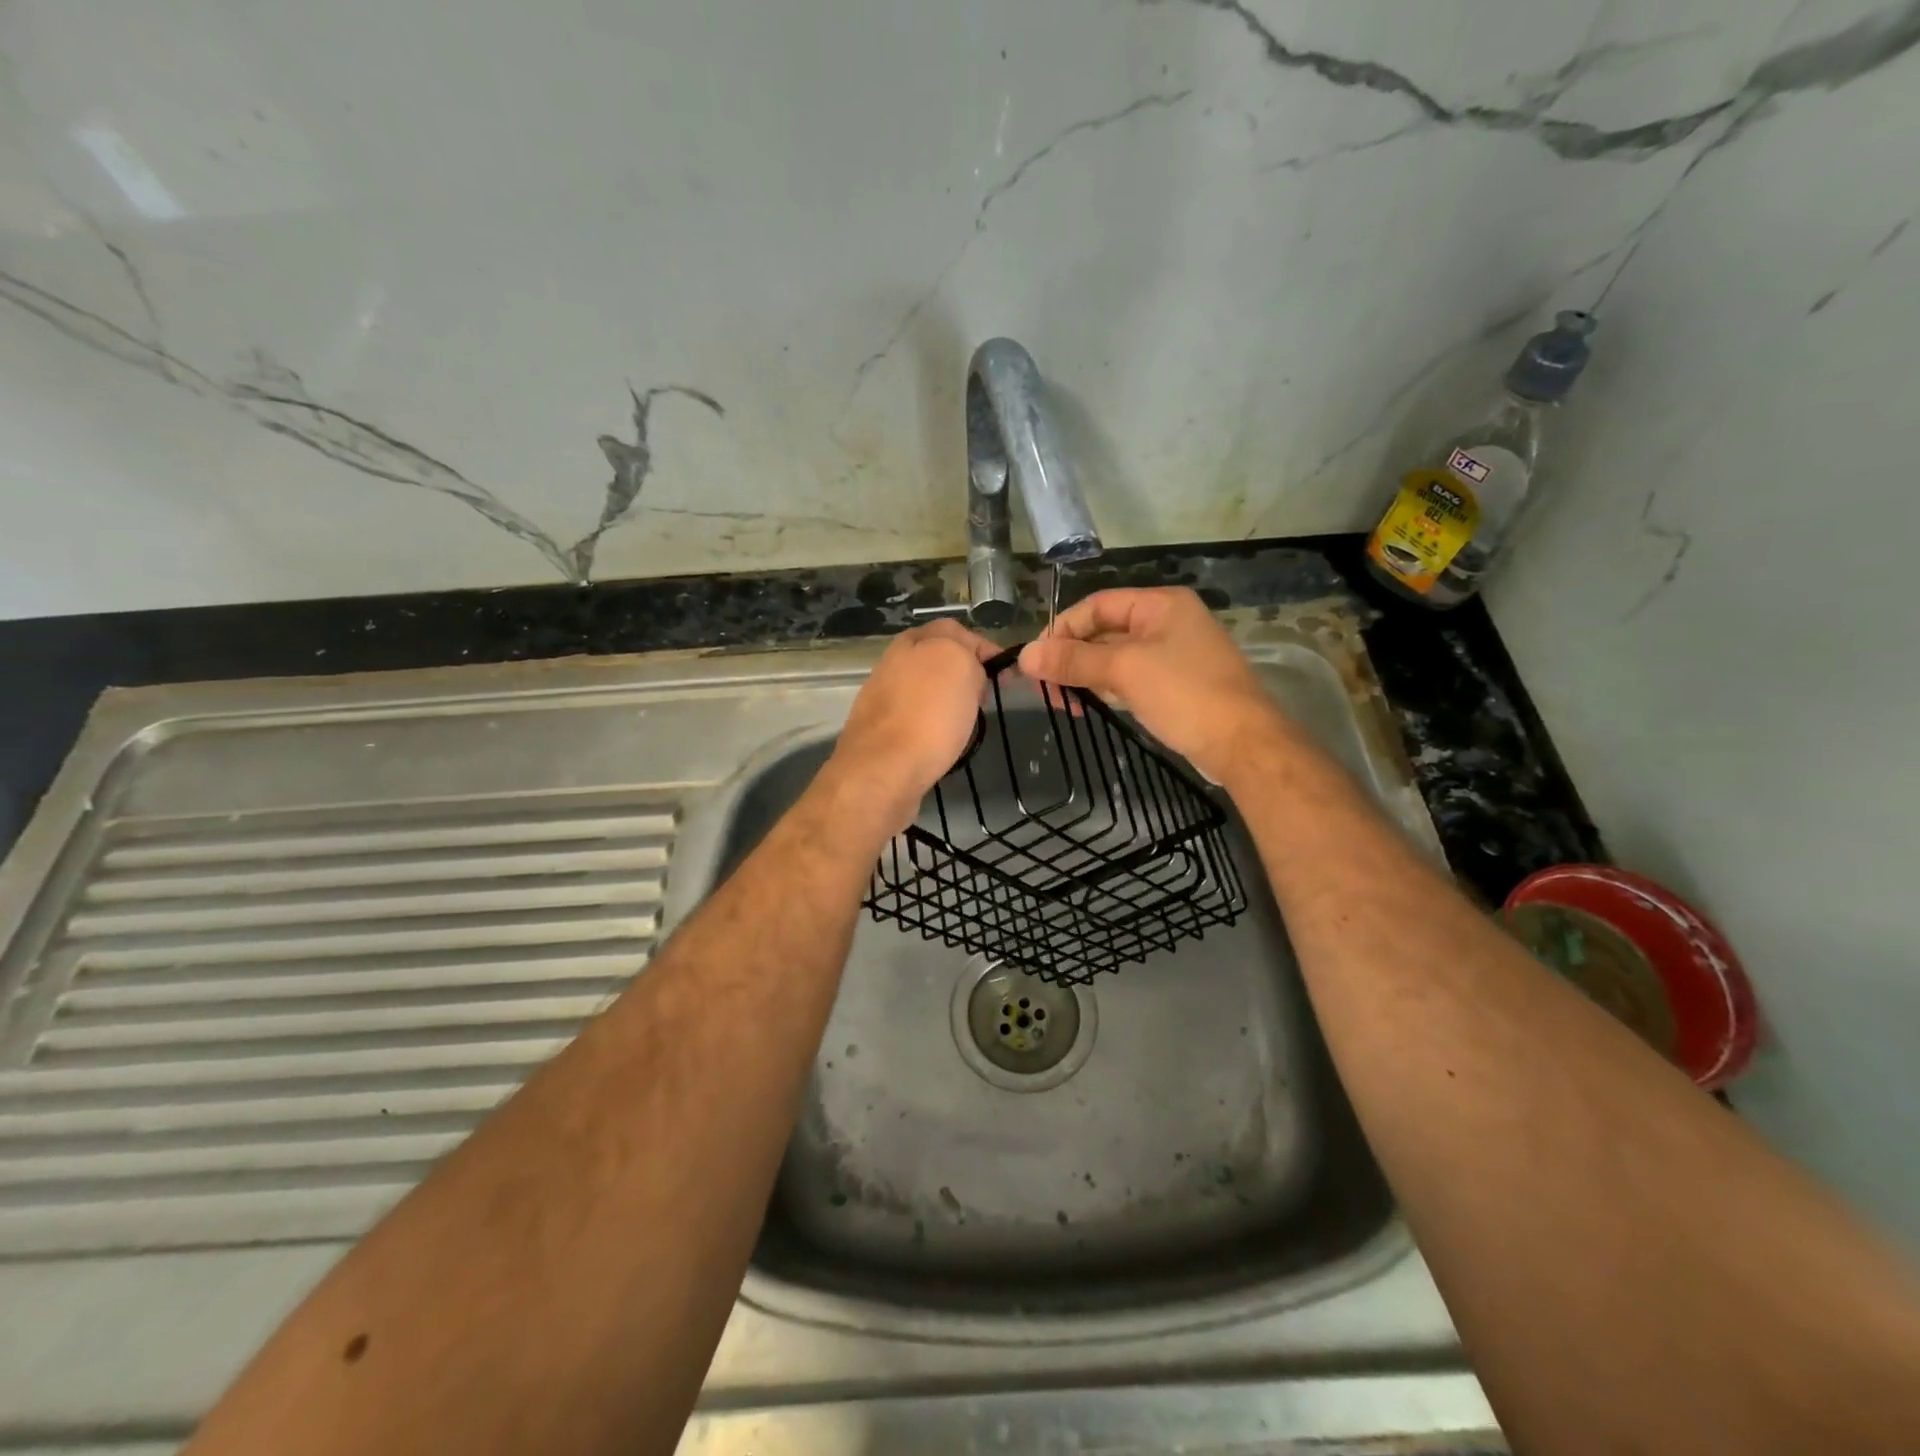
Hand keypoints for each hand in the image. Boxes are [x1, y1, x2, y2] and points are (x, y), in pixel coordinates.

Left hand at [827, 619, 1000, 831]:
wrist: (883, 772)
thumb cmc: (928, 716)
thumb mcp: (959, 664)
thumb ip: (967, 651)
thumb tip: (968, 666)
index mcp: (910, 642)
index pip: (954, 630)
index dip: (983, 648)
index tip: (1005, 675)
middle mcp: (891, 665)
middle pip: (938, 661)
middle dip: (965, 676)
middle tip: (984, 698)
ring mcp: (882, 701)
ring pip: (926, 693)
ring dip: (948, 703)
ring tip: (967, 723)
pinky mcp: (880, 735)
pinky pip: (916, 722)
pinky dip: (932, 729)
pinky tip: (941, 743)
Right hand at [1018, 587, 1281, 783]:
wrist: (1243, 744)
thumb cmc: (1185, 694)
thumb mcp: (1124, 671)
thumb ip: (1074, 660)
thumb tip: (1025, 655)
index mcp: (1161, 604)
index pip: (1097, 605)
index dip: (1062, 628)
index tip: (1036, 659)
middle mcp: (1168, 622)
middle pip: (1105, 631)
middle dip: (1072, 656)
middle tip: (1045, 687)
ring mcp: (1174, 655)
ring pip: (1116, 658)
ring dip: (1086, 675)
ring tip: (1062, 702)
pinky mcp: (1176, 685)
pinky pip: (1131, 678)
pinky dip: (1108, 688)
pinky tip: (1089, 705)